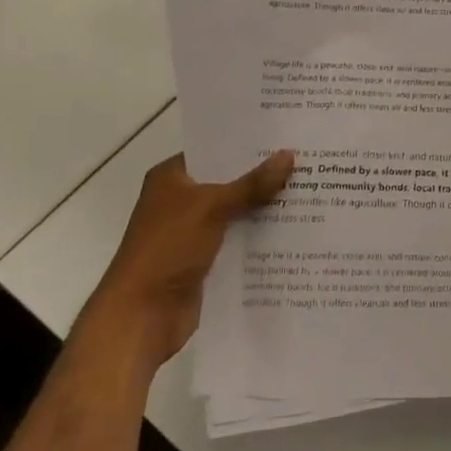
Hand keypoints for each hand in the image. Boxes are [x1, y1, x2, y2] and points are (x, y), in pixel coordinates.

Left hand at [87, 151, 293, 365]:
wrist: (141, 316)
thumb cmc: (168, 249)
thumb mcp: (212, 207)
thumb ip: (252, 183)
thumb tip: (289, 154)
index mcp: (171, 177)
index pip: (215, 150)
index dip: (247, 143)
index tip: (285, 135)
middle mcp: (180, 200)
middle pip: (229, 180)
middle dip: (263, 175)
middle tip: (306, 161)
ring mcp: (192, 231)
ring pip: (236, 211)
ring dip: (265, 206)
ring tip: (309, 190)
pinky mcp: (204, 259)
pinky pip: (238, 239)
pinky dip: (259, 235)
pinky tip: (294, 227)